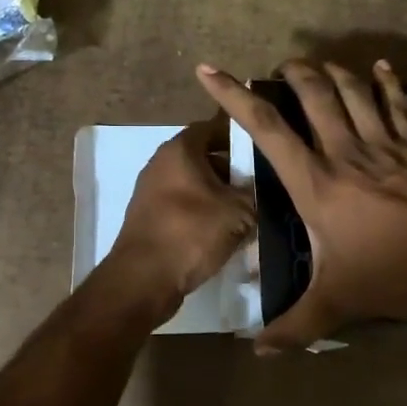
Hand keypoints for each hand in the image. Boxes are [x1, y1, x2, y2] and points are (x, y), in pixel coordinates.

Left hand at [107, 114, 255, 303]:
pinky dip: (201, 212)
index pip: (213, 127)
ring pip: (193, 183)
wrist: (144, 278)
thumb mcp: (239, 211)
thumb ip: (253, 192)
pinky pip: (182, 205)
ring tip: (245, 211)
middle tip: (258, 184)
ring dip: (217, 194)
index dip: (239, 135)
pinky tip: (221, 231)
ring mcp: (150, 190)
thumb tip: (257, 190)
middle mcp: (160, 162)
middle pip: (202, 156)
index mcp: (180, 149)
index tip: (262, 149)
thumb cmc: (192, 232)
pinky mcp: (148, 216)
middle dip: (231, 169)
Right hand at [197, 59, 406, 351]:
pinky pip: (397, 104)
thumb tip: (258, 351)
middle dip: (293, 73)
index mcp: (315, 183)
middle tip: (279, 69)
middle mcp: (344, 152)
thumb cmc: (390, 275)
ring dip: (333, 72)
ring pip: (353, 91)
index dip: (233, 96)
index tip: (211, 70)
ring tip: (318, 66)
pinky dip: (388, 82)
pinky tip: (381, 66)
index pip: (266, 128)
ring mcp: (383, 144)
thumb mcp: (336, 304)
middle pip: (314, 94)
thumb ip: (294, 326)